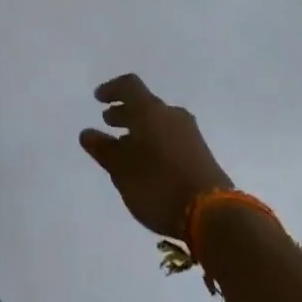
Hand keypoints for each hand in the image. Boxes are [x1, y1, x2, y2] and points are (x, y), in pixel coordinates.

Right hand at [79, 74, 231, 238]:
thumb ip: (103, 149)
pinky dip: (154, 141)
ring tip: (125, 146)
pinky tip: (147, 163)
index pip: (129, 86)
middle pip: (145, 104)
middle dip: (125, 111)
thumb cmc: (159, 184)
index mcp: (151, 111)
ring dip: (139, 129)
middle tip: (108, 122)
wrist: (214, 215)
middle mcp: (171, 115)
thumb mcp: (122, 170)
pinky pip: (171, 137)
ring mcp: (190, 134)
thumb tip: (87, 133)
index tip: (98, 99)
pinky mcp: (201, 153)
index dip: (111, 89)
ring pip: (158, 122)